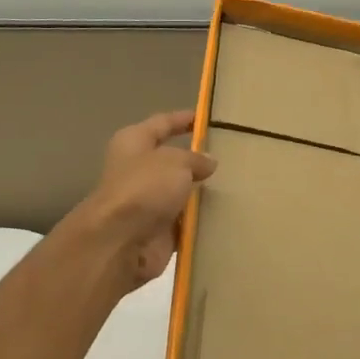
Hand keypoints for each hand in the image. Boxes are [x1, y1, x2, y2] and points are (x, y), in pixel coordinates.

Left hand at [83, 110, 216, 287]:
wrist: (120, 242)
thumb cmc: (144, 188)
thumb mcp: (175, 162)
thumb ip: (195, 159)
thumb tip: (208, 162)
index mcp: (134, 143)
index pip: (162, 123)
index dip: (183, 119)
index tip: (207, 117)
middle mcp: (138, 170)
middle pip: (172, 160)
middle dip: (198, 159)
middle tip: (233, 155)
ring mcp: (148, 202)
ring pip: (181, 192)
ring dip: (203, 192)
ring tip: (238, 185)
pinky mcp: (158, 230)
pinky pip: (186, 221)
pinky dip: (202, 219)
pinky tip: (228, 214)